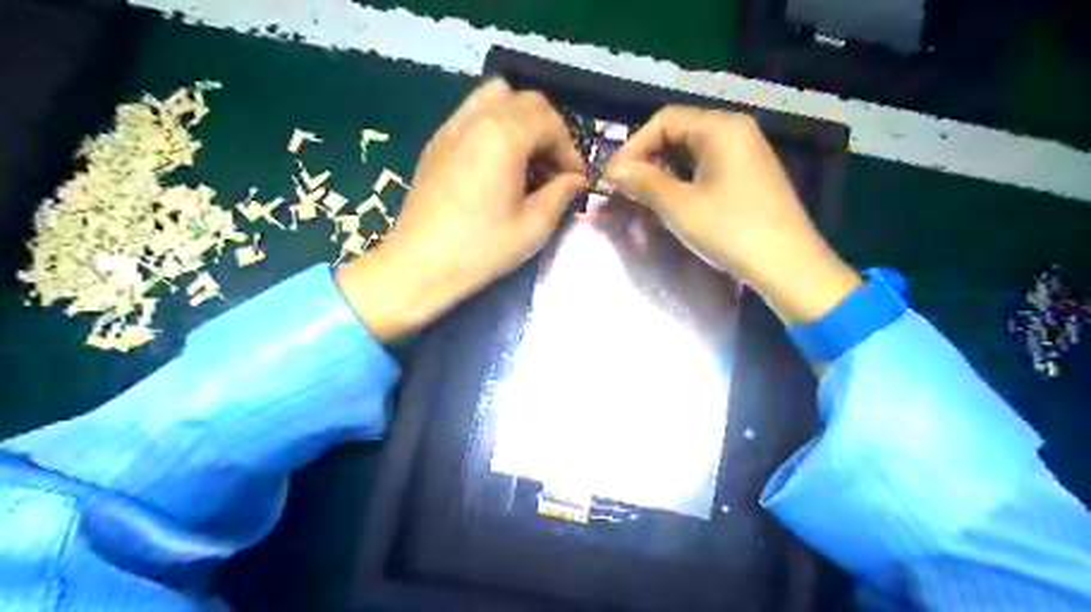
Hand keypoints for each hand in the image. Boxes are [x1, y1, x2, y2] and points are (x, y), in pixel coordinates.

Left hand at [337, 79, 582, 340]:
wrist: (420, 264)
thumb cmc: (481, 249)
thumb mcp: (533, 226)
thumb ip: (561, 194)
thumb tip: (576, 179)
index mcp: (503, 137)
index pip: (549, 122)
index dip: (569, 149)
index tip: (575, 179)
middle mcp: (477, 119)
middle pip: (526, 101)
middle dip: (549, 130)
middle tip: (555, 168)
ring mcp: (452, 126)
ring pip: (497, 97)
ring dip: (522, 119)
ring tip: (527, 157)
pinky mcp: (437, 141)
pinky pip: (473, 112)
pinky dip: (495, 124)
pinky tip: (498, 162)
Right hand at [610, 105, 854, 324]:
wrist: (788, 266)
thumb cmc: (731, 230)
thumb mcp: (679, 206)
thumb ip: (644, 182)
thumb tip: (614, 169)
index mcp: (720, 128)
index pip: (665, 120)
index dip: (634, 145)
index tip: (614, 176)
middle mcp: (736, 131)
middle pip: (680, 132)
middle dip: (649, 158)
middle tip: (628, 188)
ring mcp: (748, 153)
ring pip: (693, 152)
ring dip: (665, 171)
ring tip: (647, 198)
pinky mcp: (751, 176)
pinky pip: (709, 166)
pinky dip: (686, 179)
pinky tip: (676, 202)